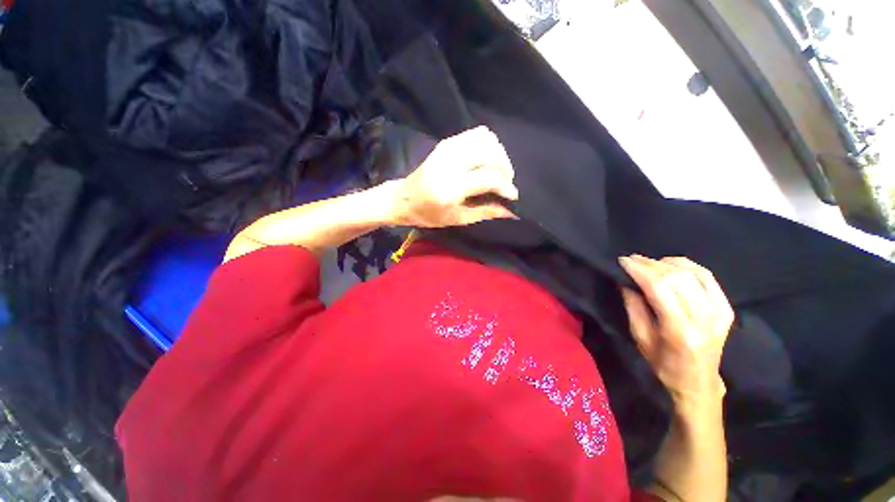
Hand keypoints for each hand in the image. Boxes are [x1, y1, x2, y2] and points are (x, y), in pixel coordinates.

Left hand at [393, 126, 518, 227]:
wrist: (403, 198)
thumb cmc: (429, 214)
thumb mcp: (457, 219)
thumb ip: (486, 212)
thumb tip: (511, 210)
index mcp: (451, 187)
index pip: (489, 178)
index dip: (506, 187)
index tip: (513, 196)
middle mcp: (451, 163)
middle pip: (491, 154)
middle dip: (505, 169)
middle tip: (506, 183)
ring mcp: (448, 148)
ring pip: (487, 139)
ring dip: (499, 155)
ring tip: (499, 171)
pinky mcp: (447, 143)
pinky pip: (476, 134)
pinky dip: (488, 144)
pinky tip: (488, 159)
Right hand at [619, 255, 733, 402]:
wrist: (697, 381)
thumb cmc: (663, 363)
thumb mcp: (640, 337)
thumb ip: (633, 306)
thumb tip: (626, 281)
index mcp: (679, 329)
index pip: (659, 287)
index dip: (640, 269)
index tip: (623, 261)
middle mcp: (704, 317)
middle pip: (676, 277)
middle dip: (650, 264)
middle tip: (632, 260)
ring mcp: (719, 311)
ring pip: (692, 272)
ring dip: (666, 263)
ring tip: (649, 263)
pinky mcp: (726, 308)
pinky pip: (707, 276)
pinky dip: (688, 266)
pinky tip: (672, 265)